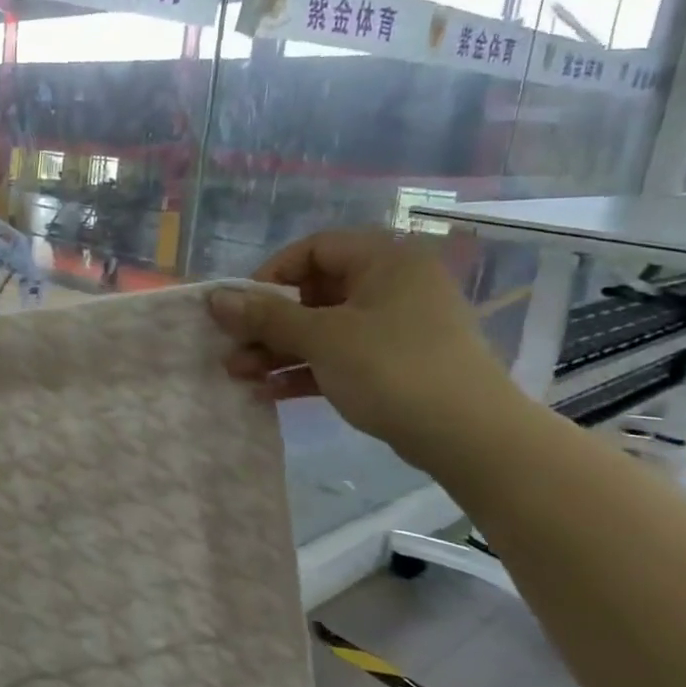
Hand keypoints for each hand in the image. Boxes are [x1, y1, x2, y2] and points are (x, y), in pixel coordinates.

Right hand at [208, 228, 517, 462]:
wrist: (471, 437)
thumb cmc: (392, 368)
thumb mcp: (322, 338)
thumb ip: (265, 316)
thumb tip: (214, 298)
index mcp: (384, 261)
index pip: (314, 249)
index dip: (271, 274)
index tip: (241, 307)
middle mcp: (392, 286)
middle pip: (314, 293)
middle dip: (267, 323)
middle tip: (231, 346)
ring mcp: (396, 326)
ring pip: (323, 328)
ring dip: (278, 350)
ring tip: (238, 374)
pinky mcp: (395, 363)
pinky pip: (340, 355)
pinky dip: (305, 370)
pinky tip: (268, 391)